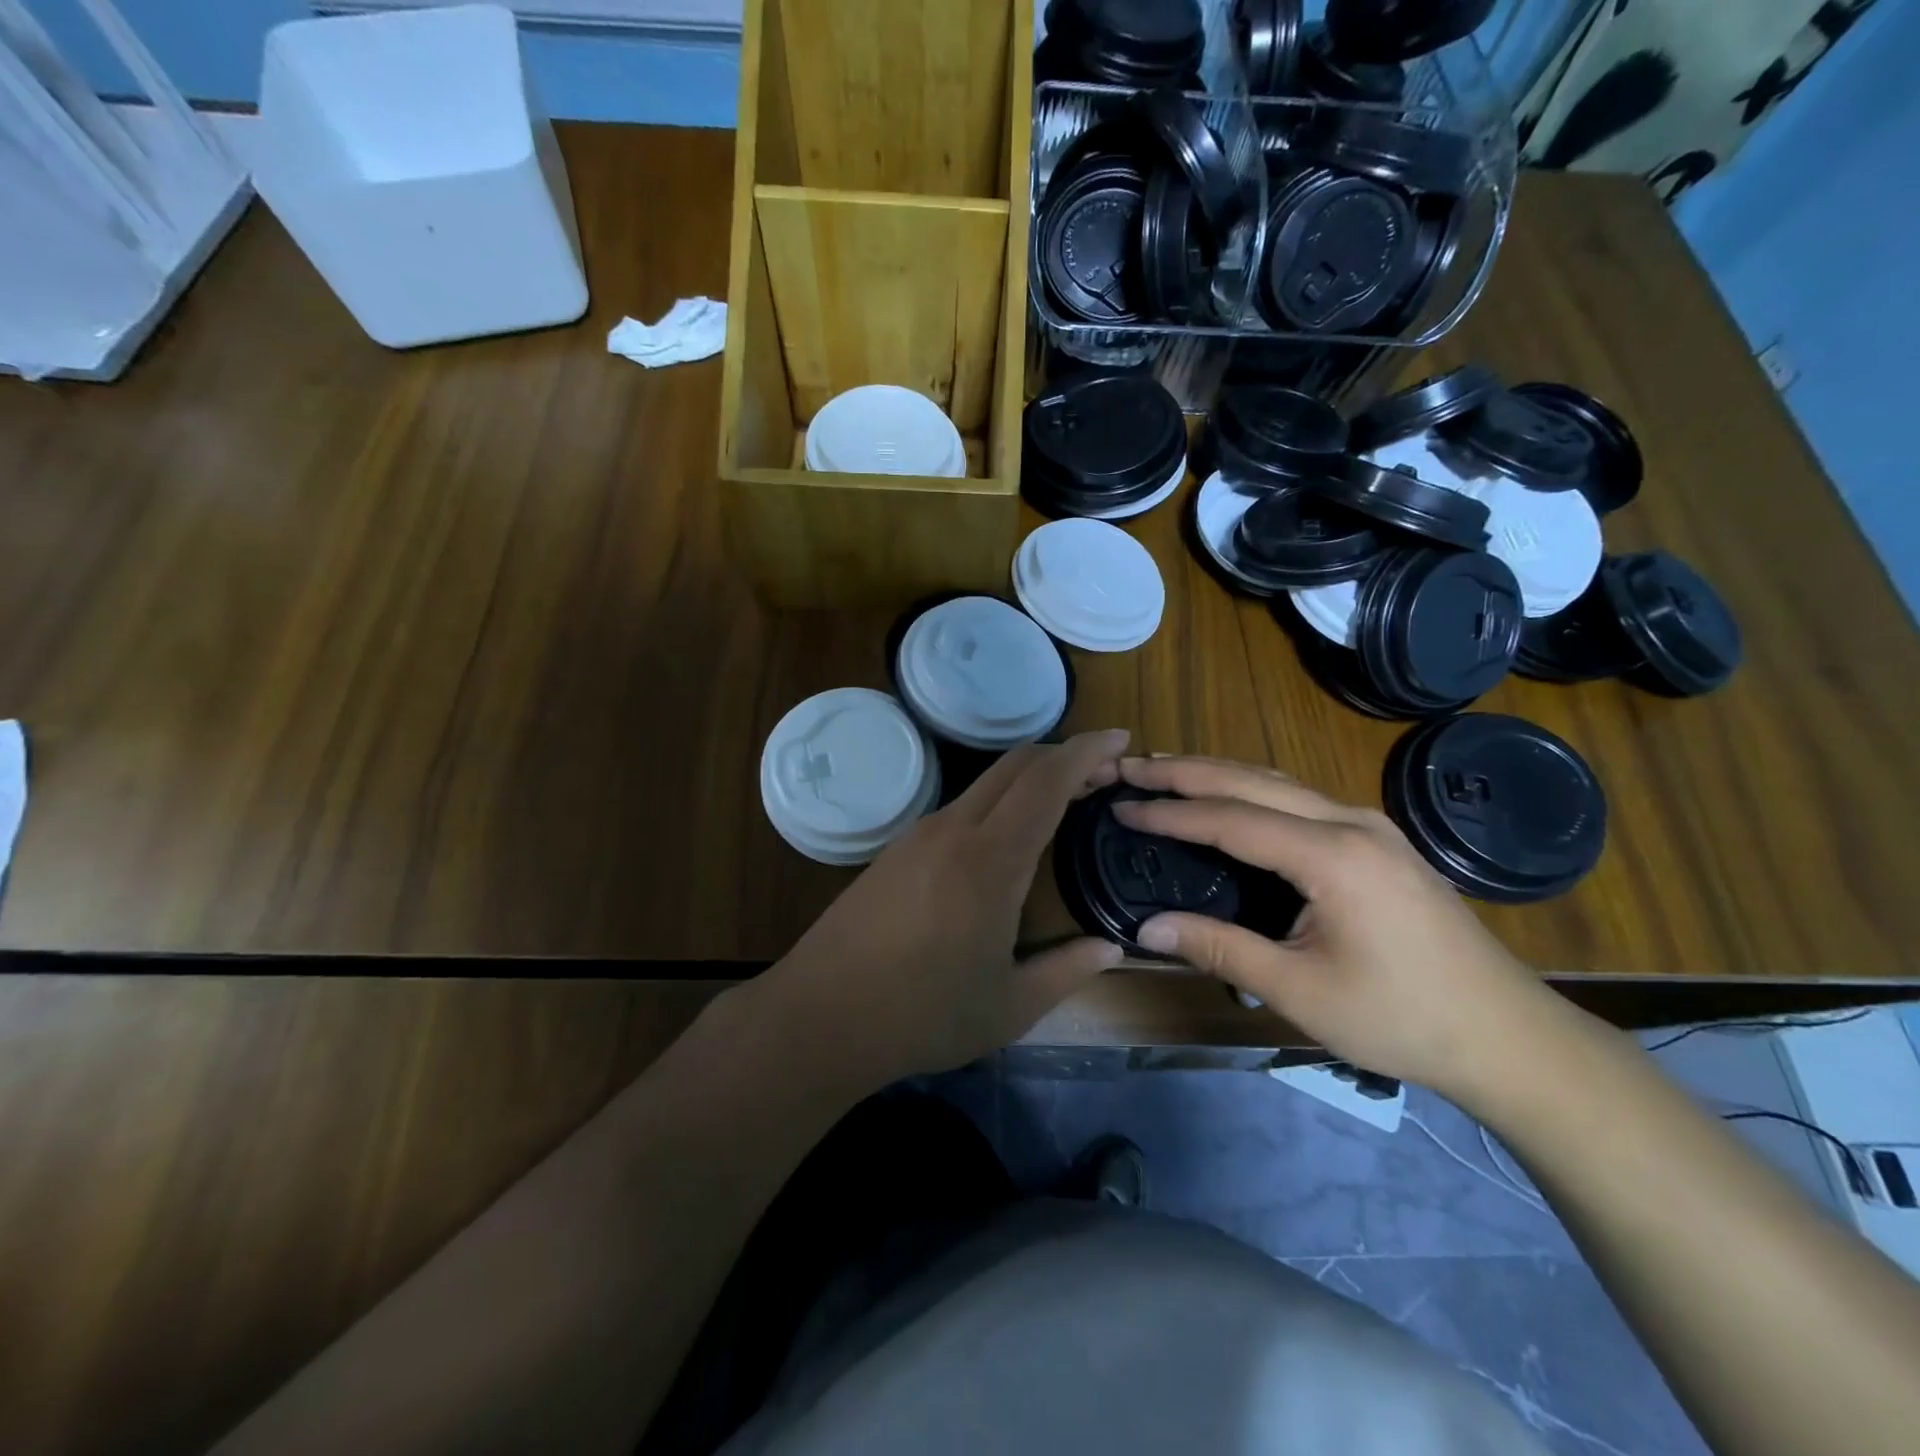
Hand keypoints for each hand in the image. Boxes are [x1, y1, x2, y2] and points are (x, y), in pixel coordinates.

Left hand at [756, 729, 1131, 1087]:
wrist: (819, 1015)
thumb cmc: (922, 1015)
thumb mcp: (1010, 1007)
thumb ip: (1067, 972)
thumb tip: (1110, 949)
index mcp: (990, 860)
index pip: (1046, 781)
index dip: (1086, 751)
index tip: (1121, 740)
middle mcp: (953, 830)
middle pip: (1015, 765)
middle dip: (1063, 755)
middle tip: (1103, 772)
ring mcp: (918, 835)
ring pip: (985, 783)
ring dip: (1028, 779)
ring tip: (1063, 802)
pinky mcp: (895, 850)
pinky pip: (959, 807)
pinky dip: (998, 802)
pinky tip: (1005, 837)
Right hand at [1110, 756, 1561, 1096]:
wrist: (1508, 1036)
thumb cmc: (1402, 1017)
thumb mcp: (1300, 990)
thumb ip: (1219, 948)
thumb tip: (1147, 927)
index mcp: (1331, 855)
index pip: (1230, 818)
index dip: (1170, 812)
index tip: (1121, 806)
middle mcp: (1351, 822)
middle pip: (1251, 781)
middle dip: (1185, 770)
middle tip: (1130, 766)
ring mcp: (1369, 826)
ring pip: (1278, 783)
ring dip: (1217, 773)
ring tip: (1165, 770)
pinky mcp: (1377, 840)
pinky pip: (1299, 800)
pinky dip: (1250, 791)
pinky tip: (1229, 798)